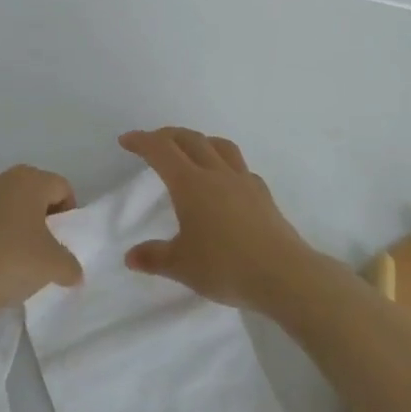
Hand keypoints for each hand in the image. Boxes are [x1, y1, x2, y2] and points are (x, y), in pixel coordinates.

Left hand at [0, 165, 82, 313]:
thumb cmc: (10, 262)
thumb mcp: (53, 267)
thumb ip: (70, 265)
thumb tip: (73, 272)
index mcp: (28, 181)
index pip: (60, 187)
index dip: (68, 212)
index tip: (63, 239)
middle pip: (30, 191)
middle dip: (39, 215)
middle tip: (42, 247)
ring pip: (1, 202)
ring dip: (10, 221)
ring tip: (11, 254)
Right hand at [119, 128, 314, 309]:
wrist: (283, 275)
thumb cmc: (225, 267)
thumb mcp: (181, 266)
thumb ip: (154, 257)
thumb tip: (130, 257)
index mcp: (190, 184)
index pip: (160, 151)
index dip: (141, 141)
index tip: (126, 140)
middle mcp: (215, 173)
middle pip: (189, 139)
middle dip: (167, 135)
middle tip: (152, 142)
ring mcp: (243, 181)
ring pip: (219, 145)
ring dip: (199, 141)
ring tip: (190, 150)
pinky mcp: (262, 194)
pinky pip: (240, 167)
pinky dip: (224, 163)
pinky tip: (224, 180)